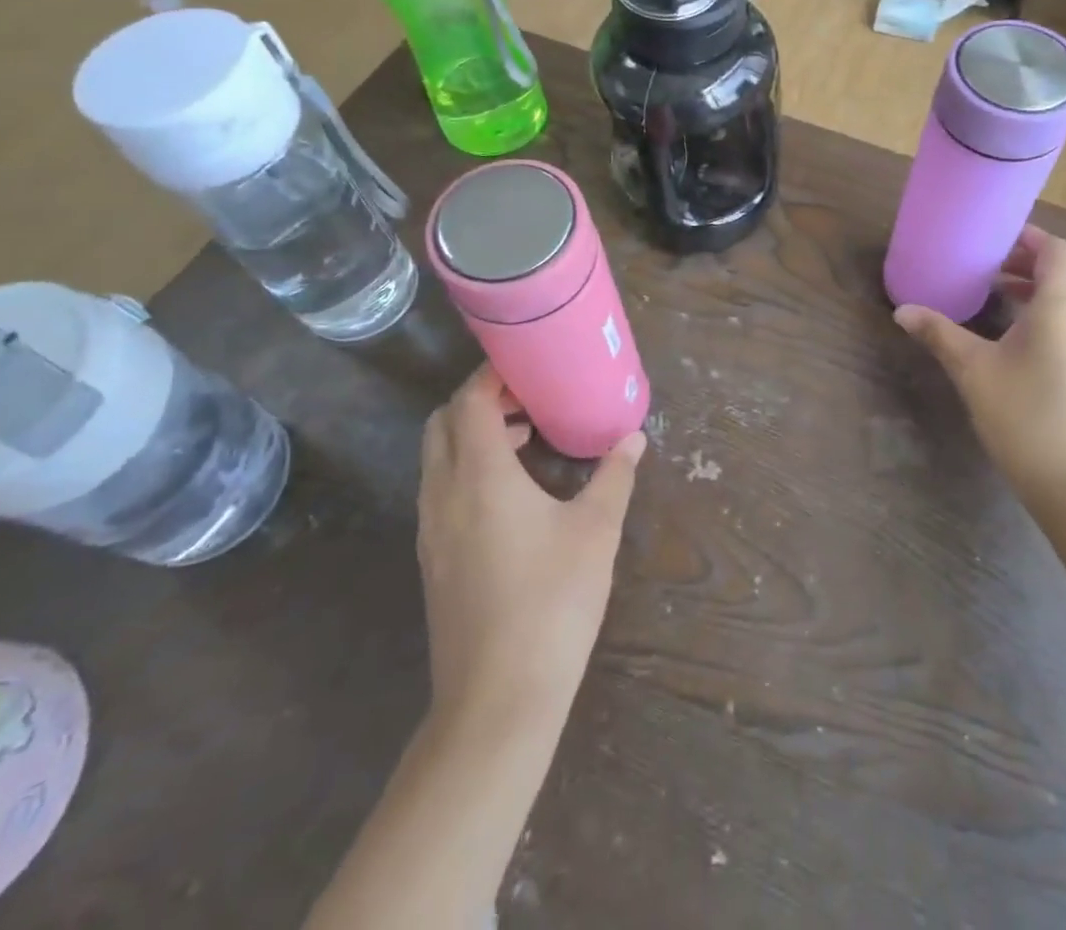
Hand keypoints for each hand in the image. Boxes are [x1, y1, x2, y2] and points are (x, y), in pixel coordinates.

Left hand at [417, 364, 644, 725]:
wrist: (497, 700)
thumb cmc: (552, 602)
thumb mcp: (595, 532)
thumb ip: (614, 477)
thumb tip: (633, 438)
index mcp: (480, 477)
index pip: (470, 403)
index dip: (492, 376)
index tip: (527, 366)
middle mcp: (444, 494)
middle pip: (443, 424)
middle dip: (479, 401)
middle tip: (528, 398)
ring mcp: (432, 529)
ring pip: (437, 459)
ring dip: (473, 436)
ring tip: (527, 439)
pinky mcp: (434, 559)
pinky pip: (440, 490)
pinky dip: (467, 469)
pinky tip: (512, 493)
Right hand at [895, 227, 1065, 505]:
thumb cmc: (1026, 416)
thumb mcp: (974, 370)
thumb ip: (939, 333)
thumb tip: (902, 311)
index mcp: (1064, 304)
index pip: (1057, 250)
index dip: (1028, 237)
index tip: (992, 238)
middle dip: (1030, 260)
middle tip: (988, 263)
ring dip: (1040, 286)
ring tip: (997, 292)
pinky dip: (1051, 311)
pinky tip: (1017, 334)